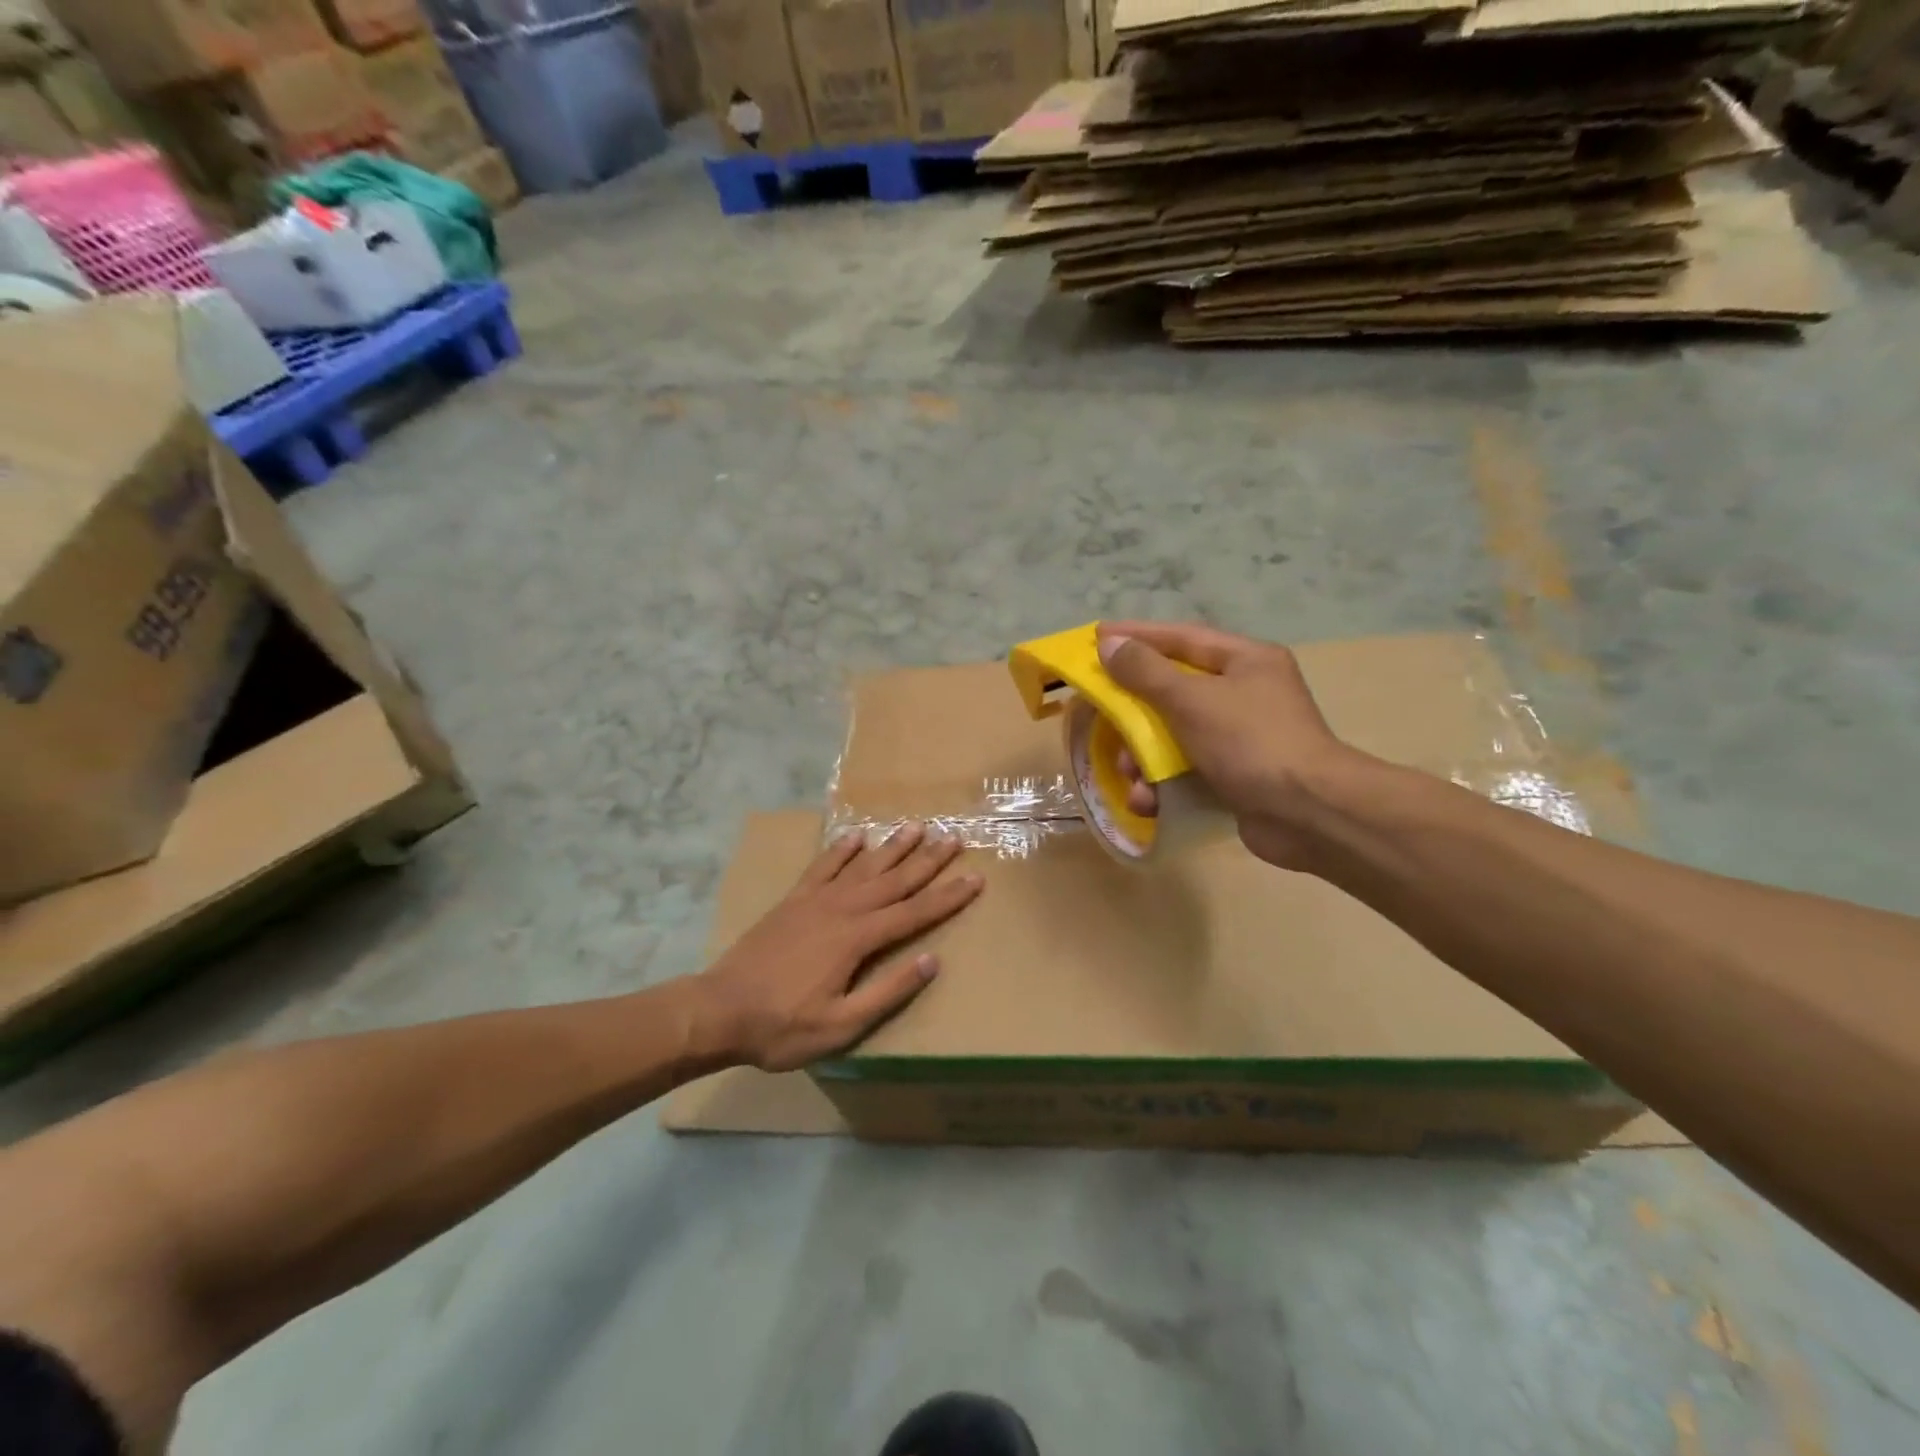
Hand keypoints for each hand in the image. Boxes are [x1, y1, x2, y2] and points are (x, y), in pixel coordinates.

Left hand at [690, 824, 983, 1070]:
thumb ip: (888, 992)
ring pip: (864, 866)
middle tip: (954, 838)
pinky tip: (856, 835)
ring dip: (892, 846)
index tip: (976, 878)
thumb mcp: (842, 1025)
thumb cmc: (782, 1026)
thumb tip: (932, 961)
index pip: (915, 912)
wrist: (719, 1009)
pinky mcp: (793, 900)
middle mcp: (842, 909)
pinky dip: (841, 849)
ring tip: (917, 826)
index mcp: (858, 939)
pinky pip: (823, 865)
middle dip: (927, 860)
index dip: (948, 896)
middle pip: (894, 879)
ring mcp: (815, 900)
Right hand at [1097, 621, 1368, 869]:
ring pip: (1176, 735)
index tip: (1097, 636)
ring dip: (1145, 757)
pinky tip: (1149, 801)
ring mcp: (1242, 738)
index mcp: (1246, 661)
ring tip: (1130, 774)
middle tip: (1101, 716)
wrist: (1309, 814)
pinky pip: (1188, 770)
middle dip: (1135, 711)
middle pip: (1175, 690)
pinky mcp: (1237, 777)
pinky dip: (1164, 785)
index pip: (1181, 637)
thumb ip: (1146, 671)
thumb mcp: (1192, 700)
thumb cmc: (1250, 742)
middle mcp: (1246, 693)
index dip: (1137, 636)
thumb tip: (1110, 644)